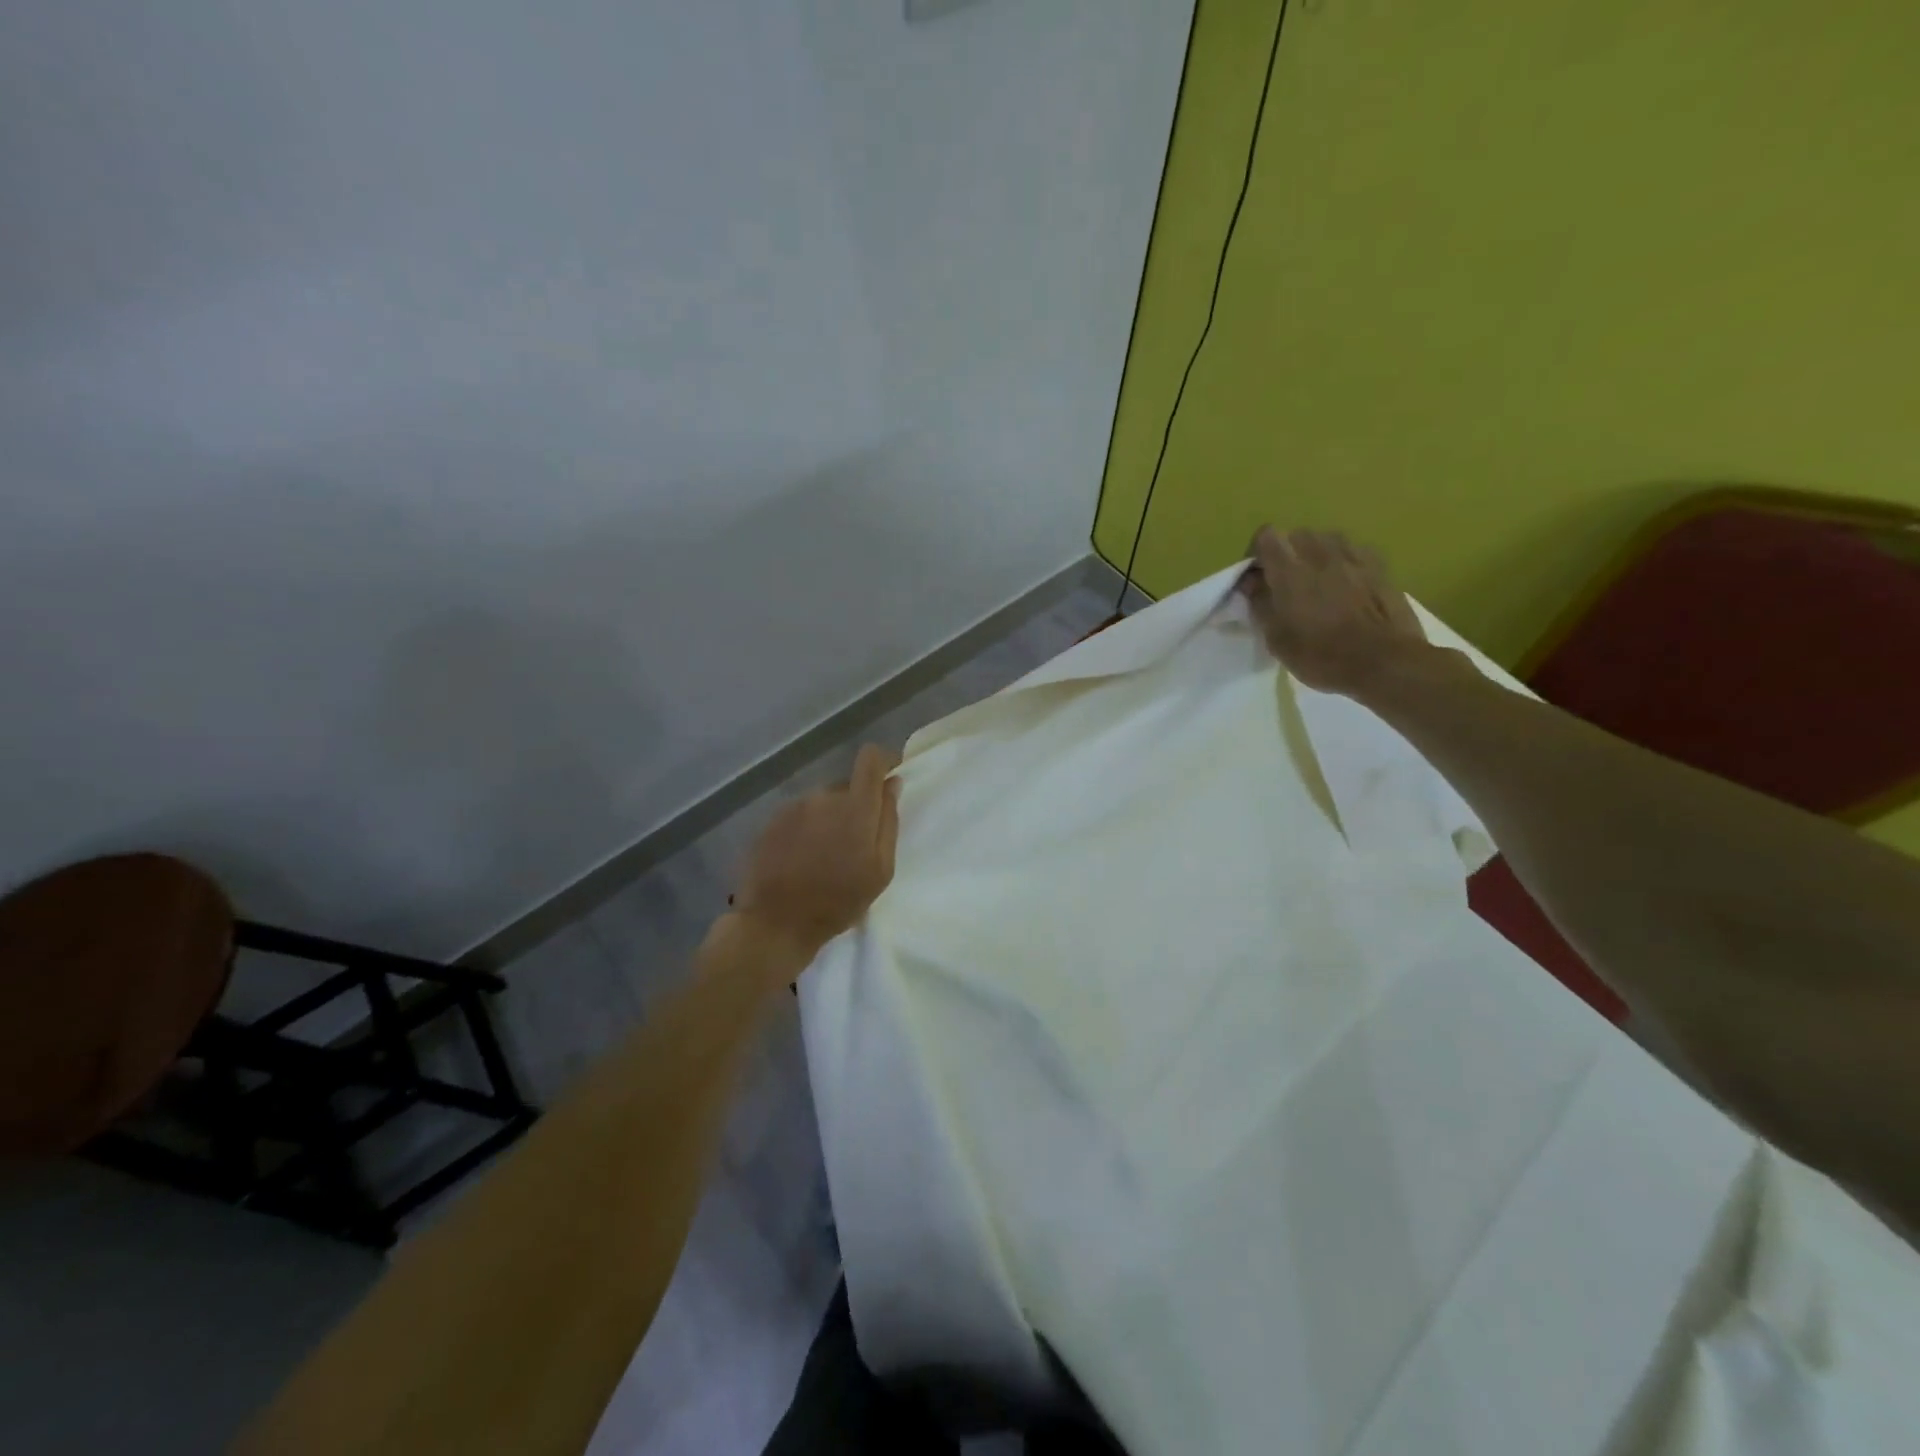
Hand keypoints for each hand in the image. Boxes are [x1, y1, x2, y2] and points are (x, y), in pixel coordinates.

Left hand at [733, 744, 901, 961]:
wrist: (775, 923)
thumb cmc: (837, 902)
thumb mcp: (880, 870)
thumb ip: (888, 821)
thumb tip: (892, 783)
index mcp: (854, 807)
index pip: (870, 759)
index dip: (882, 761)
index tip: (888, 777)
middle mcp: (822, 796)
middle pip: (847, 786)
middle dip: (855, 807)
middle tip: (854, 845)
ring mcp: (793, 807)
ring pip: (822, 802)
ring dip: (829, 819)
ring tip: (825, 857)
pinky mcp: (771, 820)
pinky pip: (800, 814)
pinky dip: (807, 829)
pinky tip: (803, 859)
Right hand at [1238, 526, 1432, 695]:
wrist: (1384, 662)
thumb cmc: (1321, 654)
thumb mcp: (1276, 637)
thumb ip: (1259, 603)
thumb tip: (1251, 582)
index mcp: (1289, 569)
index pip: (1265, 536)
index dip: (1256, 554)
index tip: (1257, 579)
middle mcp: (1320, 552)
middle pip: (1296, 535)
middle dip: (1286, 554)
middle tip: (1285, 584)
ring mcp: (1353, 555)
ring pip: (1325, 540)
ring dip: (1315, 555)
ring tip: (1317, 583)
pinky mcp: (1379, 565)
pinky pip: (1352, 551)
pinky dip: (1342, 562)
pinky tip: (1346, 585)